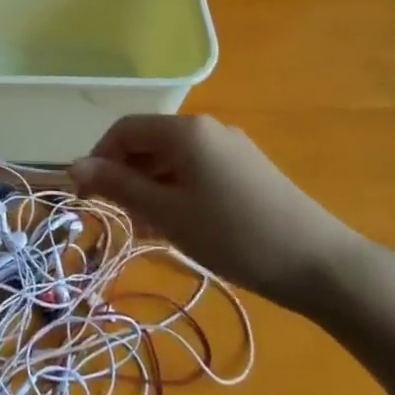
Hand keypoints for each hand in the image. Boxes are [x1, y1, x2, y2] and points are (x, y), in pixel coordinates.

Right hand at [70, 115, 369, 310]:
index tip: (86, 195)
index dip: (98, 158)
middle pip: (149, 142)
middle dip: (125, 175)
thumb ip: (118, 186)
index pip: (124, 130)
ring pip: (172, 160)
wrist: (320, 265)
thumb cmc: (233, 235)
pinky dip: (176, 191)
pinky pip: (197, 171)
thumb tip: (74, 166)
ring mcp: (231, 148)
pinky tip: (178, 225)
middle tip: (116, 216)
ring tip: (146, 228)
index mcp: (185, 131)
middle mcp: (207, 129)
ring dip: (150, 187)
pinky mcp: (248, 170)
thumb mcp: (166, 213)